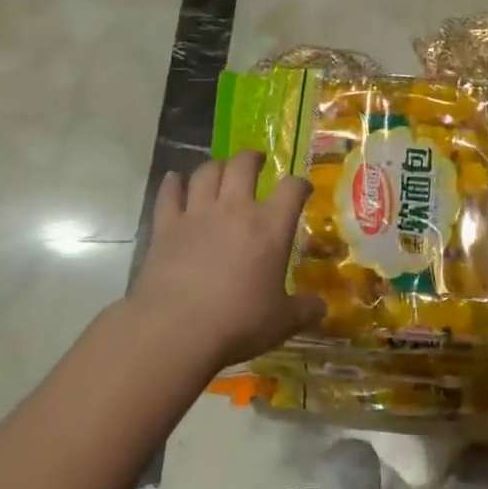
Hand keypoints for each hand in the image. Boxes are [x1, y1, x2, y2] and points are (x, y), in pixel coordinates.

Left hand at [128, 151, 323, 373]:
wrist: (175, 330)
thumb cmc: (237, 323)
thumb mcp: (281, 322)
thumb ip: (304, 310)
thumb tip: (321, 307)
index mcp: (270, 227)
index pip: (292, 189)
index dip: (300, 185)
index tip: (302, 189)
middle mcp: (235, 209)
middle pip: (243, 165)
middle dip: (252, 158)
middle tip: (256, 161)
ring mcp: (197, 214)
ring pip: (207, 173)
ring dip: (216, 166)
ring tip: (221, 170)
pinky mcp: (166, 227)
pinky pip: (169, 194)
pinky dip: (173, 183)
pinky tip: (175, 179)